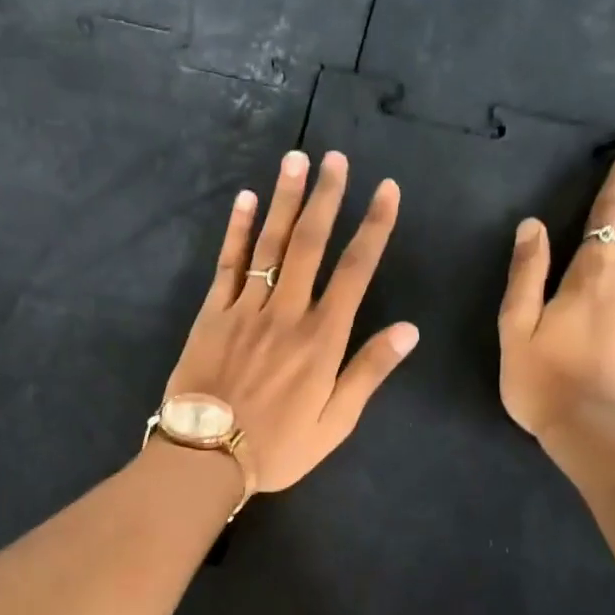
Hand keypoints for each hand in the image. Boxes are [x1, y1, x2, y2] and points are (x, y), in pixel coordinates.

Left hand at [164, 149, 418, 492]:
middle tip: (337, 158)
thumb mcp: (334, 422)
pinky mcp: (212, 314)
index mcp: (322, 339)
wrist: (206, 456)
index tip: (387, 190)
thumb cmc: (277, 446)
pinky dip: (237, 230)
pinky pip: (227, 264)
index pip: (355, 270)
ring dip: (285, 200)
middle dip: (327, 198)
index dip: (374, 227)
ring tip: (296, 160)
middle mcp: (286, 312)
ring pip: (270, 245)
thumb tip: (409, 329)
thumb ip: (369, 372)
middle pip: (311, 244)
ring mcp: (245, 309)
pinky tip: (245, 200)